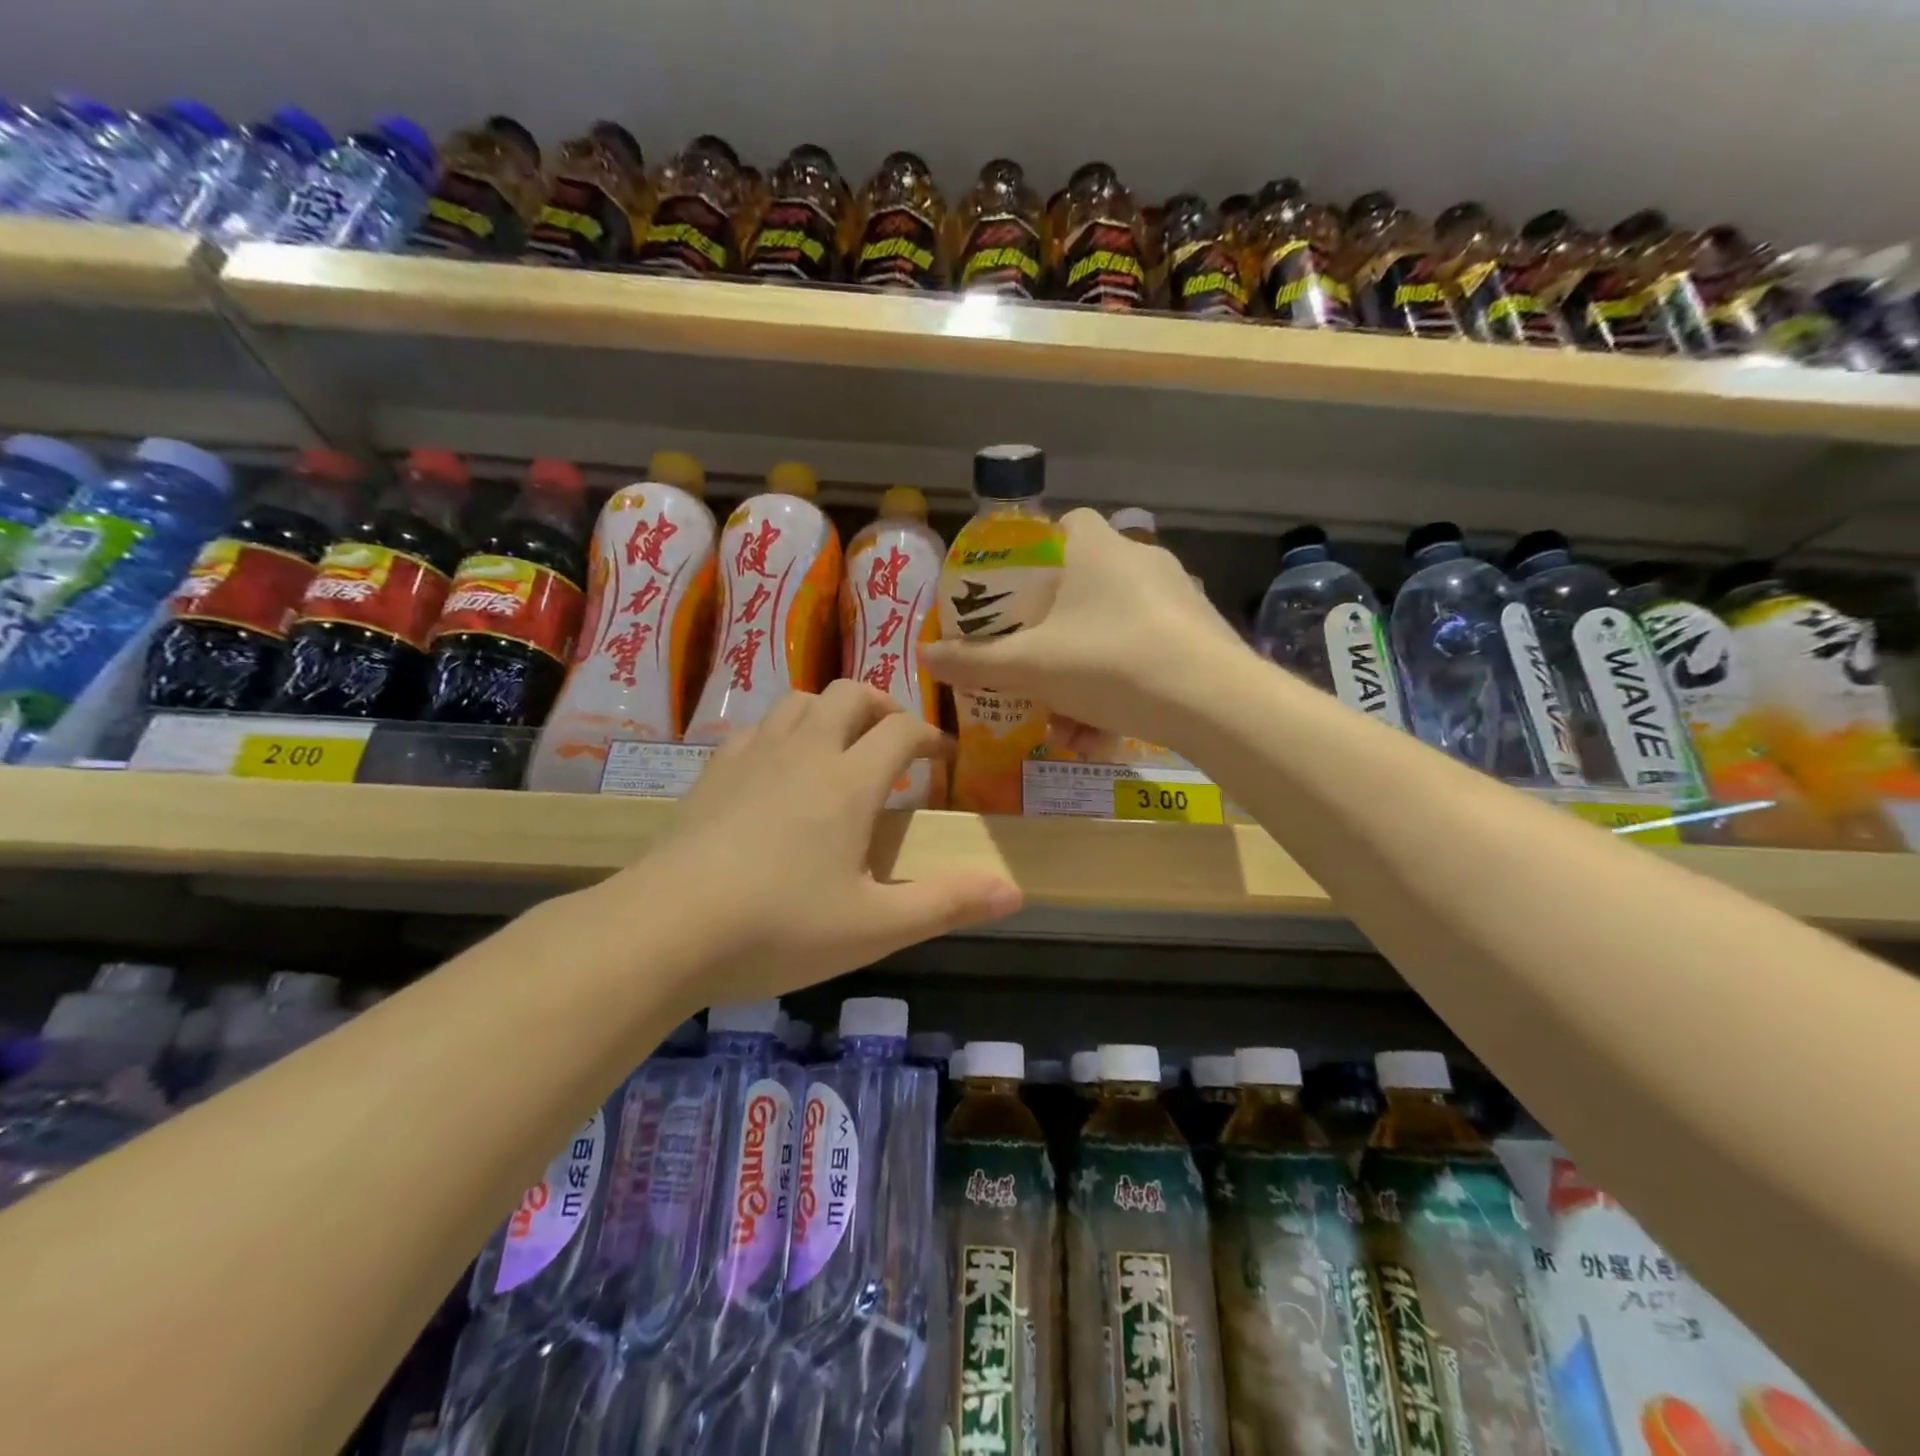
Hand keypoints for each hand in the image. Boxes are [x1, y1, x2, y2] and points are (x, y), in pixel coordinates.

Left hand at [625, 680, 1021, 1005]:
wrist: (665, 929)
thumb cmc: (779, 927)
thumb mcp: (875, 926)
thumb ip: (948, 904)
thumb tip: (1016, 890)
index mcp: (849, 781)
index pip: (902, 731)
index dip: (931, 737)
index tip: (944, 758)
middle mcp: (805, 752)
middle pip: (850, 695)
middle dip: (882, 706)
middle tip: (895, 741)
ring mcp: (753, 756)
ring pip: (800, 701)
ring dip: (831, 711)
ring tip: (841, 745)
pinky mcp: (712, 772)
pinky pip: (757, 727)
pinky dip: (782, 732)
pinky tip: (778, 768)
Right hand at [921, 507, 1246, 749]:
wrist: (1212, 700)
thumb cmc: (1108, 662)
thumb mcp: (1030, 666)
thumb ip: (975, 661)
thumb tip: (925, 657)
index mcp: (1096, 547)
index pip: (1062, 525)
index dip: (1033, 555)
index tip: (1014, 597)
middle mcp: (1139, 560)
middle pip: (1082, 589)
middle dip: (1052, 638)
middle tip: (1032, 671)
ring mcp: (1175, 597)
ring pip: (1111, 632)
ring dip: (1081, 679)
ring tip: (1065, 729)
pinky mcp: (1198, 634)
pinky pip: (1143, 655)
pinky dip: (1118, 690)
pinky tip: (1101, 736)